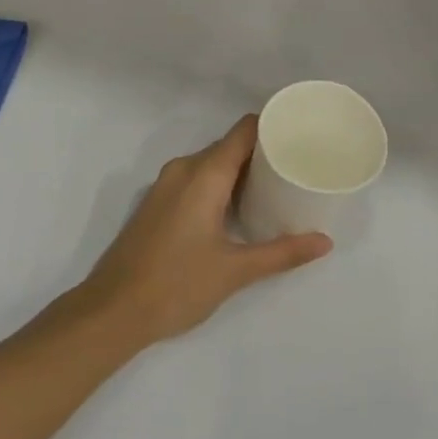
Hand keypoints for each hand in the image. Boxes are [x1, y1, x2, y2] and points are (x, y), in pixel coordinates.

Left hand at [77, 115, 331, 347]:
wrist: (112, 312)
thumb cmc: (176, 285)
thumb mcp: (235, 270)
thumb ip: (282, 253)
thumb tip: (325, 242)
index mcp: (204, 174)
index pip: (244, 131)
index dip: (272, 126)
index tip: (300, 133)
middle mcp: (183, 169)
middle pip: (229, 146)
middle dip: (261, 152)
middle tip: (296, 165)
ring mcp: (165, 185)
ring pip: (211, 163)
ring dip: (239, 171)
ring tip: (274, 186)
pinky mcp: (157, 203)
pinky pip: (195, 178)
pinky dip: (219, 184)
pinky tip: (236, 208)